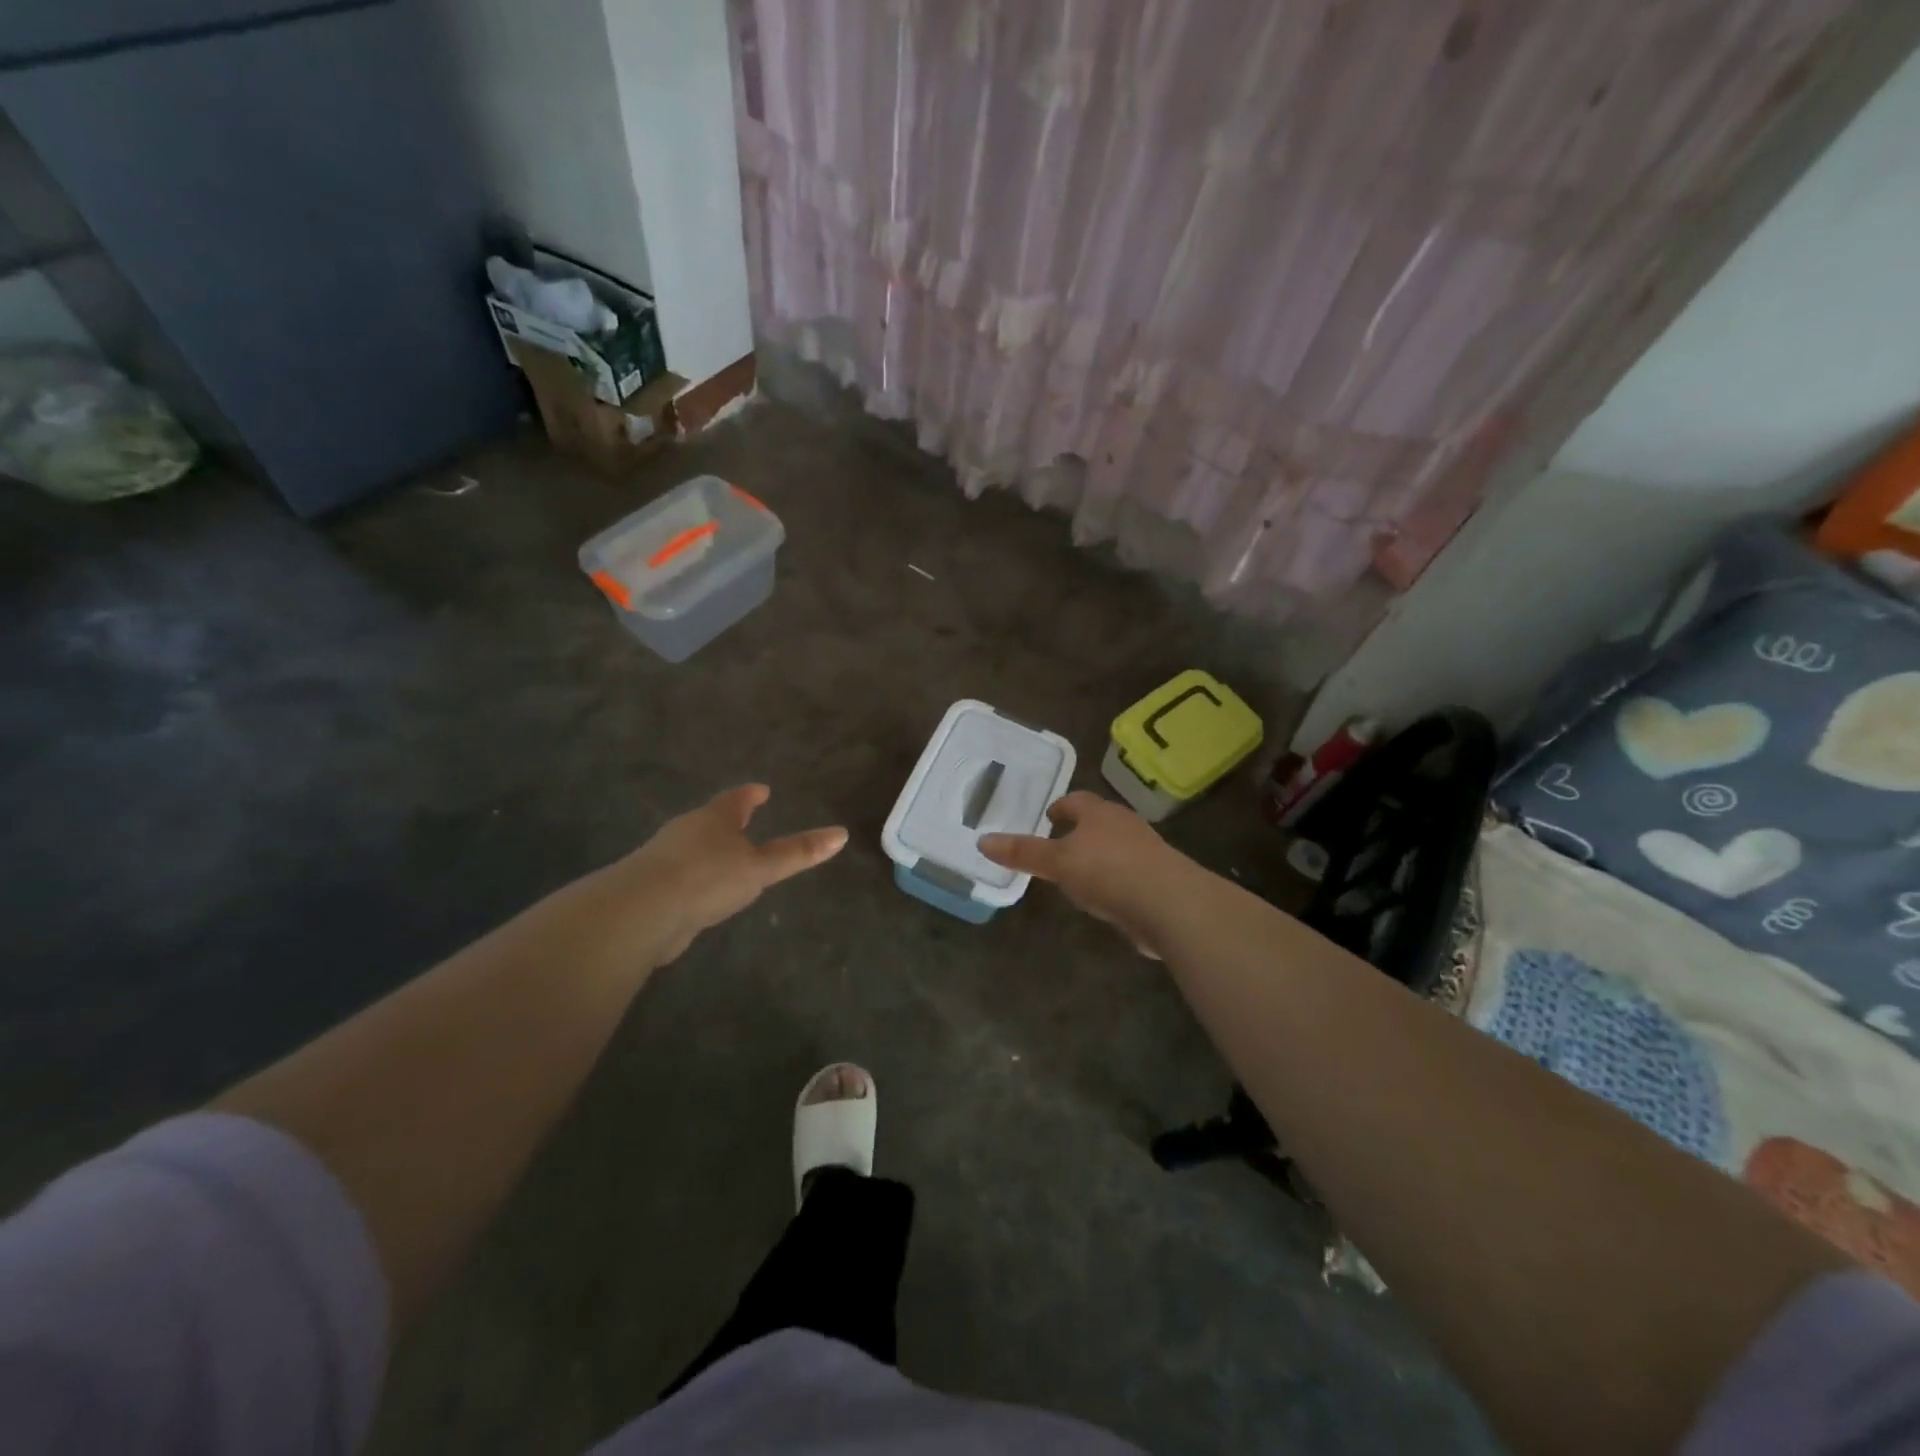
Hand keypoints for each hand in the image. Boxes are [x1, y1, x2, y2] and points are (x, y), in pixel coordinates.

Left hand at [609, 785, 847, 962]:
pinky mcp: (651, 889)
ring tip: (727, 861)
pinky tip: (702, 895)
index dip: (750, 795)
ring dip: (710, 852)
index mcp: (714, 818)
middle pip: (711, 820)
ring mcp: (665, 859)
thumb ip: (797, 853)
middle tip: (744, 823)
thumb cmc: (708, 878)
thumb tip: (841, 834)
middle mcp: (686, 832)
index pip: (736, 799)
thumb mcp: (760, 867)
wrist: (640, 913)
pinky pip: (681, 877)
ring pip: (693, 849)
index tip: (761, 790)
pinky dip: (696, 880)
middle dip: (727, 822)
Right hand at [978, 791, 1189, 957]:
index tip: (1046, 817)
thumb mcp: (1057, 862)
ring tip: (1076, 874)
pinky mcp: (1158, 879)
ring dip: (1096, 856)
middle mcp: (1124, 825)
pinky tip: (1104, 898)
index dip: (1059, 807)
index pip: (1076, 800)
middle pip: (1097, 821)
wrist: (1170, 904)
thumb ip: (1023, 853)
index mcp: (1100, 813)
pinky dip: (1113, 880)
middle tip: (1055, 845)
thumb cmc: (1108, 871)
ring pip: (1114, 847)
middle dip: (1078, 831)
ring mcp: (1145, 851)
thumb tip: (983, 840)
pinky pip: (1128, 873)